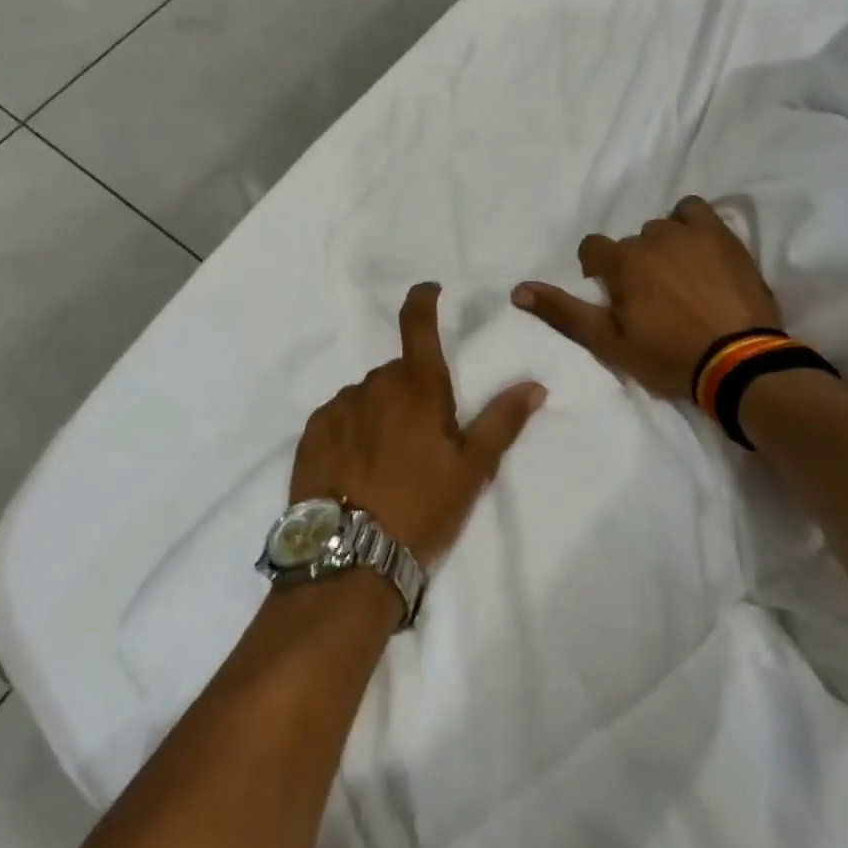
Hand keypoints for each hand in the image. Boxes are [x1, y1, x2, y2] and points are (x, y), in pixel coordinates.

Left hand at [289, 283, 545, 563]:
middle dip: (411, 391)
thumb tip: (534, 384)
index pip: (417, 325)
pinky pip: (339, 416)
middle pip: (397, 372)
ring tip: (387, 460)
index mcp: (417, 388)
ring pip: (367, 396)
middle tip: (422, 437)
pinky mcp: (313, 432)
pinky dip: (352, 429)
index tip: (429, 290)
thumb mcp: (471, 470)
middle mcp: (374, 386)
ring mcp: (339, 407)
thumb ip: (501, 421)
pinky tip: (357, 466)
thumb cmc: (421, 508)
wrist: (351, 556)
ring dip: (380, 412)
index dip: (423, 300)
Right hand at [512, 196, 781, 398]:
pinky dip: (690, 224)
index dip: (598, 271)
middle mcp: (651, 237)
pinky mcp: (722, 235)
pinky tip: (698, 249)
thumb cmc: (668, 355)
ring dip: (662, 246)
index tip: (613, 295)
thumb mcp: (609, 342)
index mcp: (622, 262)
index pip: (592, 249)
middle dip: (634, 264)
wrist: (739, 361)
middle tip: (652, 297)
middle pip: (630, 242)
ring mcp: (689, 232)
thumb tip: (518, 289)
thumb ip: (564, 312)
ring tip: (680, 277)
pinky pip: (695, 211)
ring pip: (661, 227)